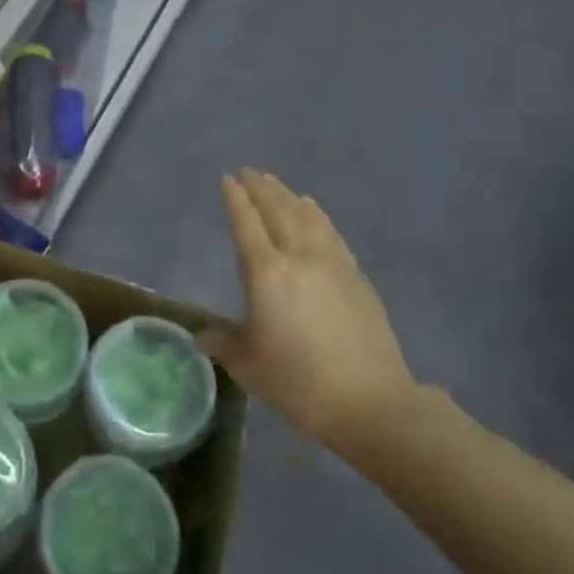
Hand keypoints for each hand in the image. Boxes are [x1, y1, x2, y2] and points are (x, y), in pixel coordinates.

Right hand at [200, 170, 420, 454]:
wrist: (370, 401)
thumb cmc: (298, 382)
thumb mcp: (249, 365)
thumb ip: (224, 343)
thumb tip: (202, 336)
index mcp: (265, 273)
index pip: (246, 224)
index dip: (235, 199)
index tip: (227, 179)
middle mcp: (298, 256)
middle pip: (277, 210)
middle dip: (260, 188)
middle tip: (248, 172)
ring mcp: (331, 262)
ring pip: (306, 216)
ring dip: (287, 196)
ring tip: (276, 184)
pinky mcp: (356, 275)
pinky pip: (330, 232)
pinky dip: (316, 215)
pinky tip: (313, 211)